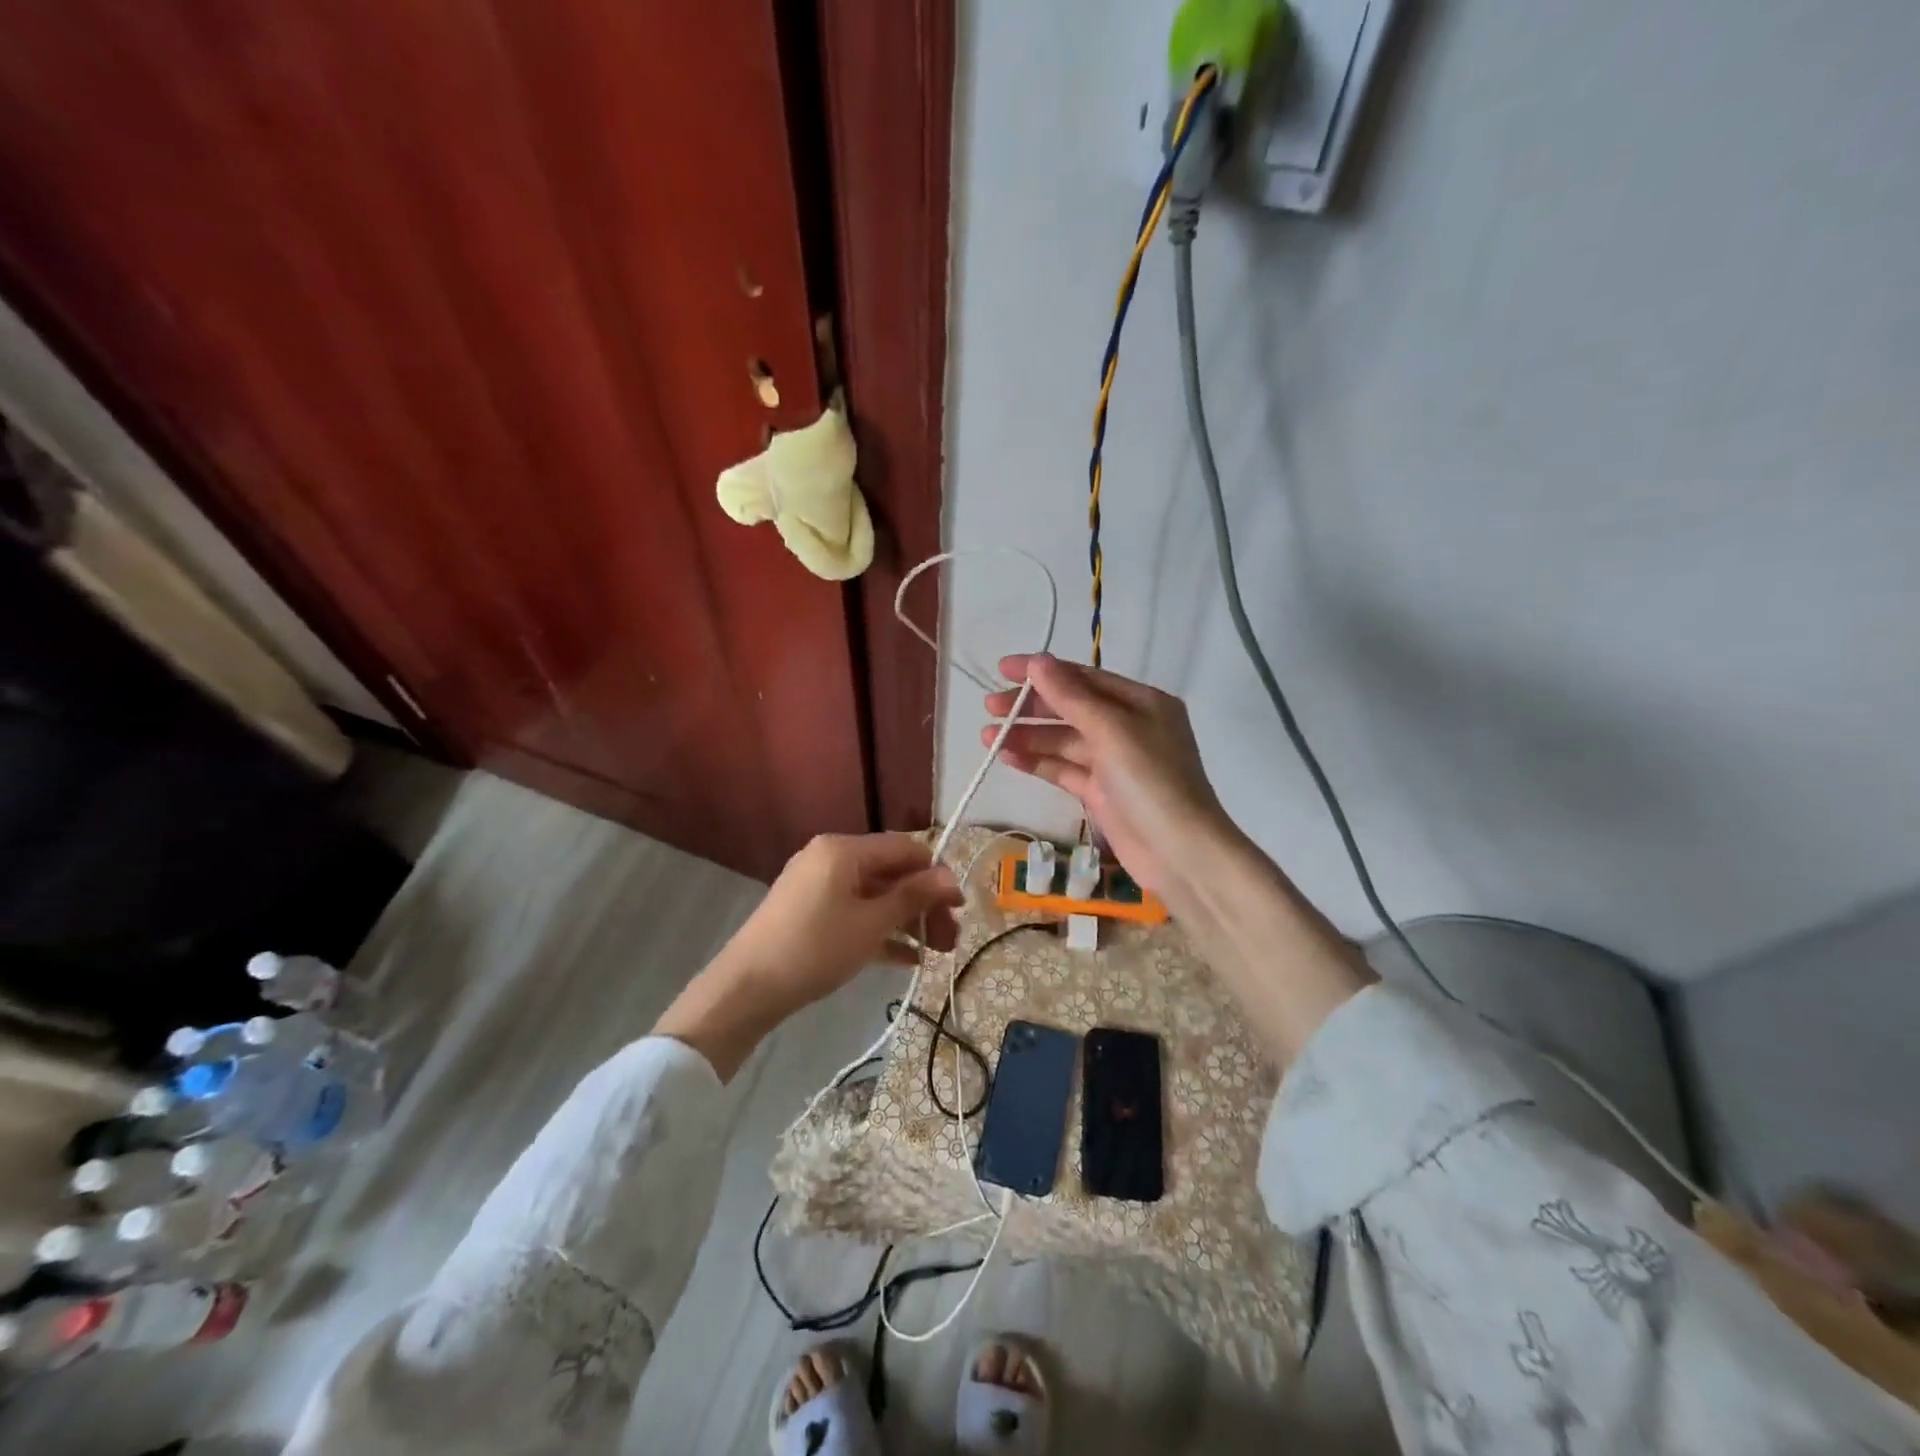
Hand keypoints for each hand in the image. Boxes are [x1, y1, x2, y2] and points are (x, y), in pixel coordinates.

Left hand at [655, 834, 959, 1078]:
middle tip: (950, 941)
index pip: (905, 849)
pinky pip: (855, 913)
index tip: (959, 909)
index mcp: (844, 850)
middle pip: (891, 874)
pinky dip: (880, 930)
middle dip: (924, 905)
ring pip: (875, 896)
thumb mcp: (871, 924)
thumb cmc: (815, 948)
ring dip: (907, 921)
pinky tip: (906, 959)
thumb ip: (912, 897)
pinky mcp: (809, 912)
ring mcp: (818, 886)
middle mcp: (831, 858)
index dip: (936, 876)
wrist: (747, 988)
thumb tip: (950, 877)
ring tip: (934, 954)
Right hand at [982, 654, 1238, 902]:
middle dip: (1030, 706)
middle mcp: (1128, 726)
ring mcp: (1114, 762)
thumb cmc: (1151, 781)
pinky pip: (1063, 769)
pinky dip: (1037, 762)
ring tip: (988, 737)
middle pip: (1070, 708)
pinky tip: (1007, 757)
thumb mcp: (1112, 730)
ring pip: (1063, 740)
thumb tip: (1038, 661)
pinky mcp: (1101, 792)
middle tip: (990, 706)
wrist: (1179, 853)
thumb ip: (1071, 697)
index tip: (1003, 669)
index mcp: (1141, 702)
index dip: (1042, 671)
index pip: (1084, 677)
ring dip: (1028, 736)